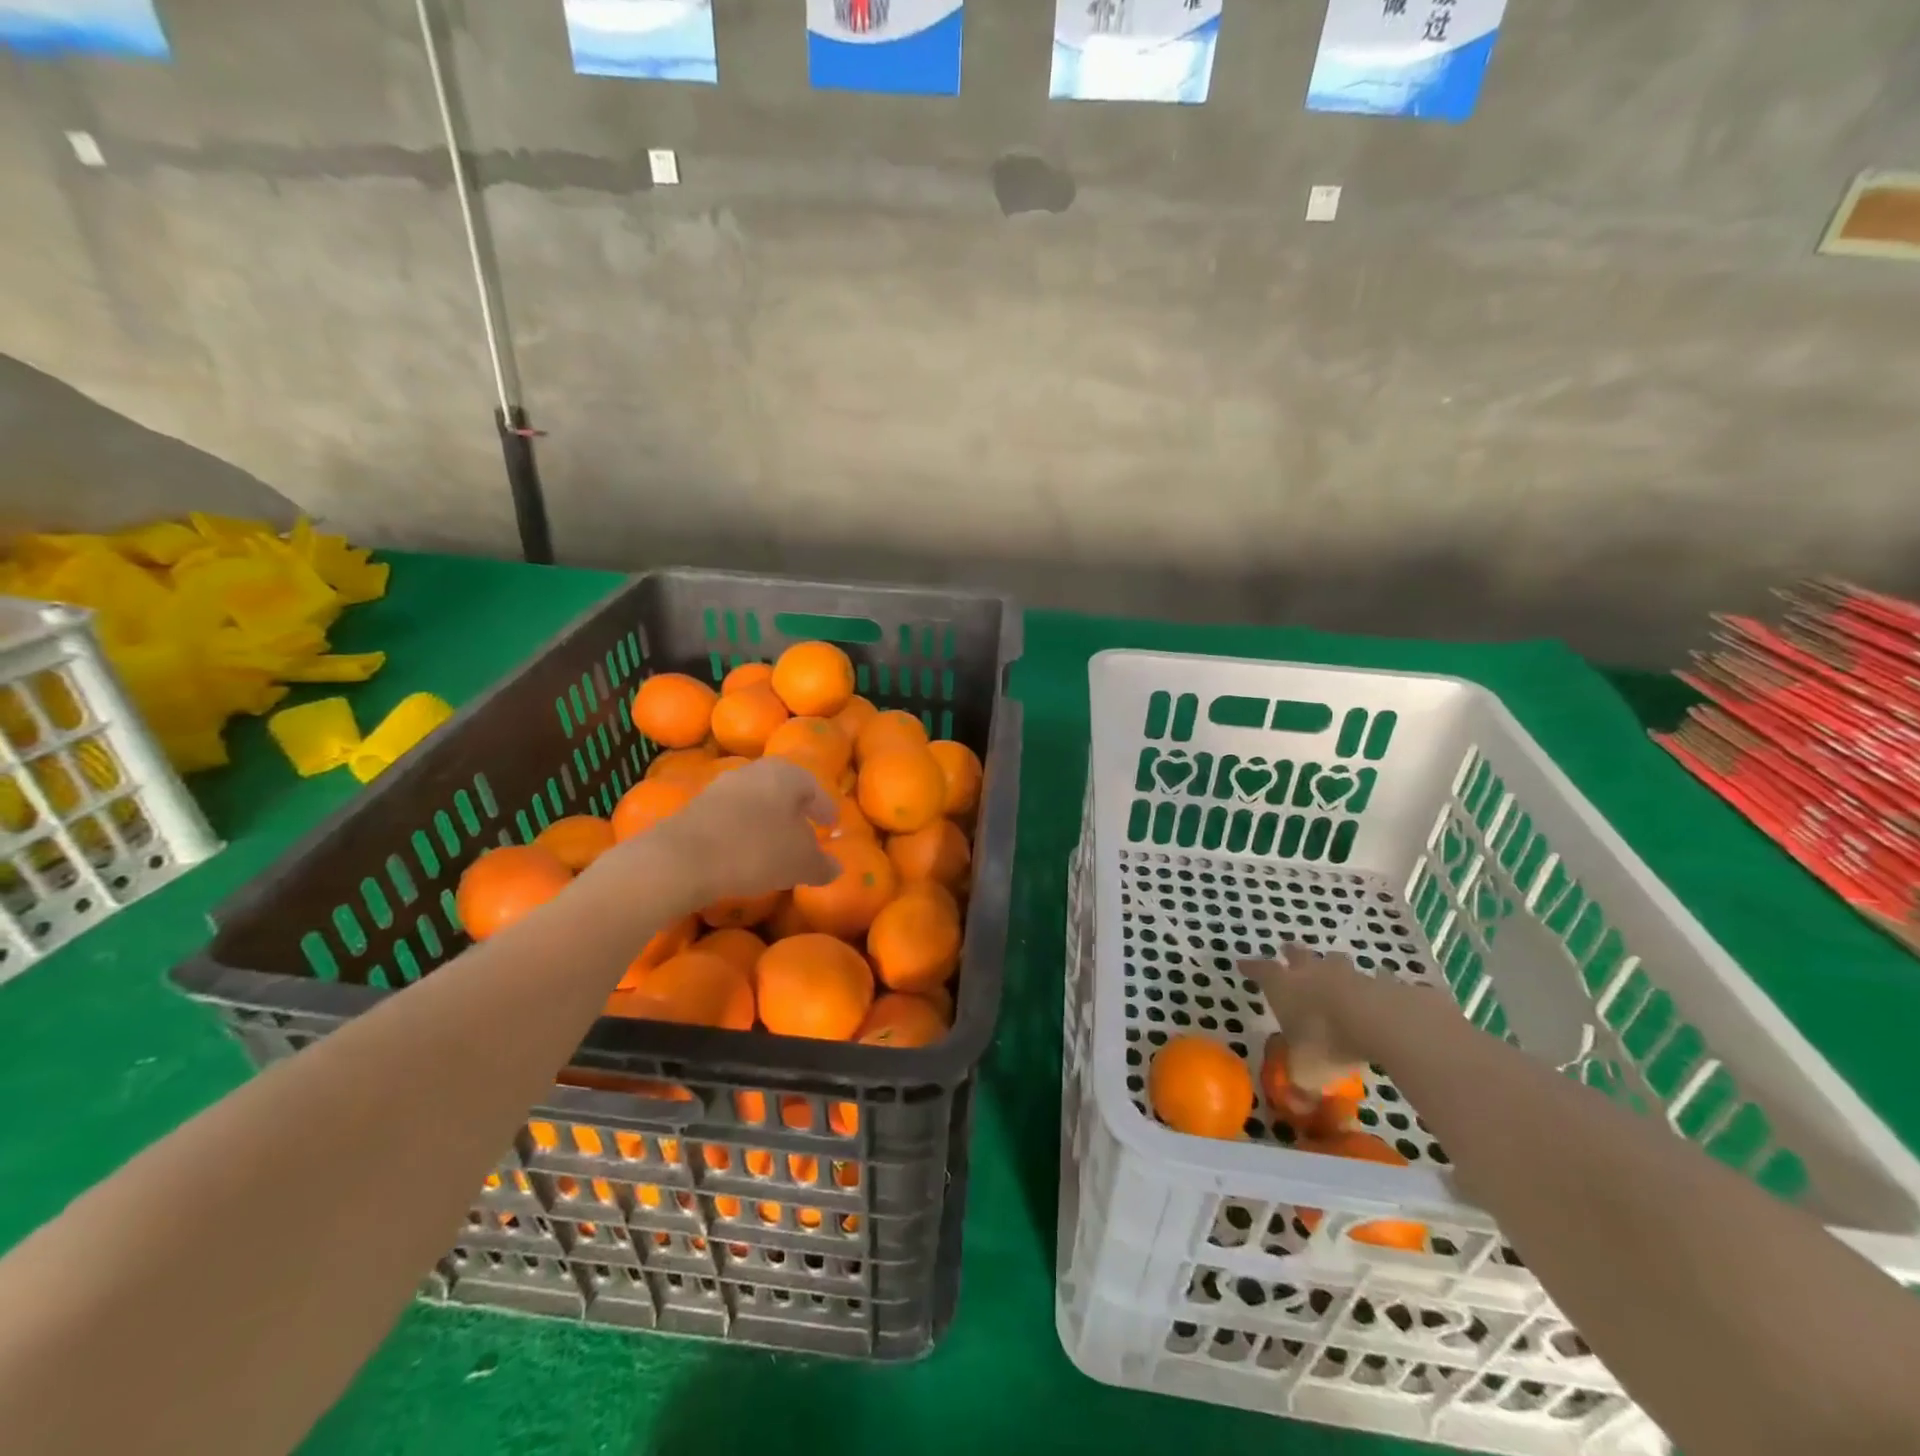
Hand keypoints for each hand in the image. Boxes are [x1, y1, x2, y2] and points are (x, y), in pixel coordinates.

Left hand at [599, 757, 838, 907]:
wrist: (681, 858)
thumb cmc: (756, 850)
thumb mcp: (800, 863)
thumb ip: (822, 864)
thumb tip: (835, 868)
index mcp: (787, 774)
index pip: (815, 789)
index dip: (826, 810)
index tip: (831, 826)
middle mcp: (755, 770)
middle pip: (783, 791)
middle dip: (795, 813)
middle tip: (805, 835)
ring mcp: (722, 786)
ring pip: (756, 802)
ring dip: (767, 822)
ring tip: (774, 849)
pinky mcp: (696, 807)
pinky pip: (732, 817)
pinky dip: (743, 831)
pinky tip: (744, 854)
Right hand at [1241, 947, 1377, 1110]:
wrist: (1381, 1022)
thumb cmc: (1327, 1042)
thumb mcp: (1306, 1072)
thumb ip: (1300, 1085)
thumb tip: (1297, 1106)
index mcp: (1283, 987)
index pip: (1260, 971)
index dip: (1251, 968)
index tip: (1242, 963)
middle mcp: (1311, 973)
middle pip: (1298, 955)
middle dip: (1292, 954)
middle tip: (1289, 953)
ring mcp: (1346, 974)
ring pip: (1335, 961)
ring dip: (1332, 966)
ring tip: (1334, 972)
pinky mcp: (1380, 983)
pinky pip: (1373, 980)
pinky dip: (1371, 987)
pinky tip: (1376, 996)